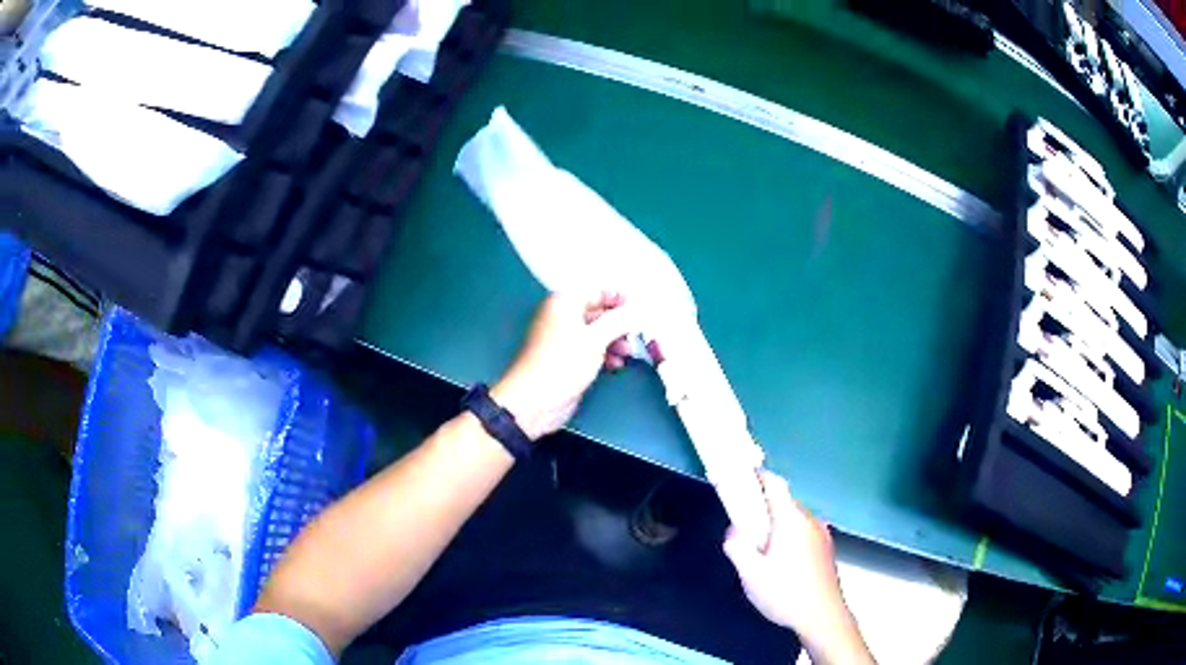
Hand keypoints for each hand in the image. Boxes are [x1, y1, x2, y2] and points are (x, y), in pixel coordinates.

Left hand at [492, 292, 635, 440]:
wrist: (534, 401)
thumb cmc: (562, 364)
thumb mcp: (595, 340)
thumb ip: (618, 322)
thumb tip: (637, 311)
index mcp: (564, 303)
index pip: (597, 291)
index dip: (619, 299)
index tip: (639, 310)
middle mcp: (563, 316)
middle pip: (598, 312)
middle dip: (619, 324)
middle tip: (636, 335)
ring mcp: (564, 339)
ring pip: (596, 333)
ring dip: (615, 341)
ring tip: (628, 353)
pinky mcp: (567, 359)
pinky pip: (591, 349)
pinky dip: (605, 354)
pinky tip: (616, 364)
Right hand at [723, 472, 873, 663]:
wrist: (822, 616)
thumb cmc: (785, 593)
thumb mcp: (750, 574)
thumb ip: (737, 546)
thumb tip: (735, 529)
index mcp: (791, 520)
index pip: (775, 484)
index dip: (757, 476)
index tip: (740, 478)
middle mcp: (810, 519)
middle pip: (784, 501)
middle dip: (763, 507)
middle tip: (744, 527)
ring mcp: (821, 533)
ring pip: (794, 517)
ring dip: (776, 523)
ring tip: (761, 550)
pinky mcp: (826, 547)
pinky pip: (803, 530)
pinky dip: (789, 535)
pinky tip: (781, 562)